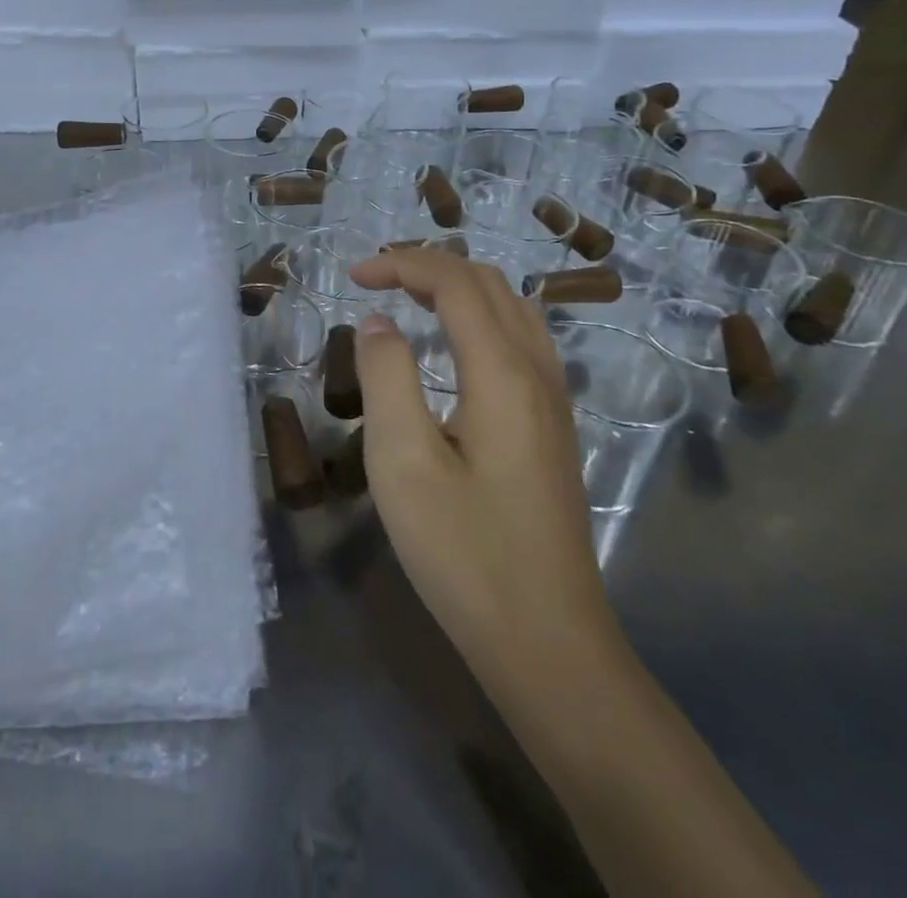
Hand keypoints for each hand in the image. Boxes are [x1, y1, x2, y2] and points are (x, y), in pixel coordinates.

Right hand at [348, 249, 618, 685]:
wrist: (548, 643)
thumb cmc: (465, 553)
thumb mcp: (402, 463)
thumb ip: (387, 377)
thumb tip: (377, 322)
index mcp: (502, 374)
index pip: (456, 283)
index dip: (403, 264)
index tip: (353, 276)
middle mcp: (538, 373)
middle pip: (489, 284)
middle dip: (429, 265)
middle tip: (375, 279)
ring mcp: (553, 401)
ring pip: (513, 307)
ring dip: (458, 286)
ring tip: (409, 297)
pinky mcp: (552, 427)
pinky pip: (522, 339)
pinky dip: (480, 315)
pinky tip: (454, 345)